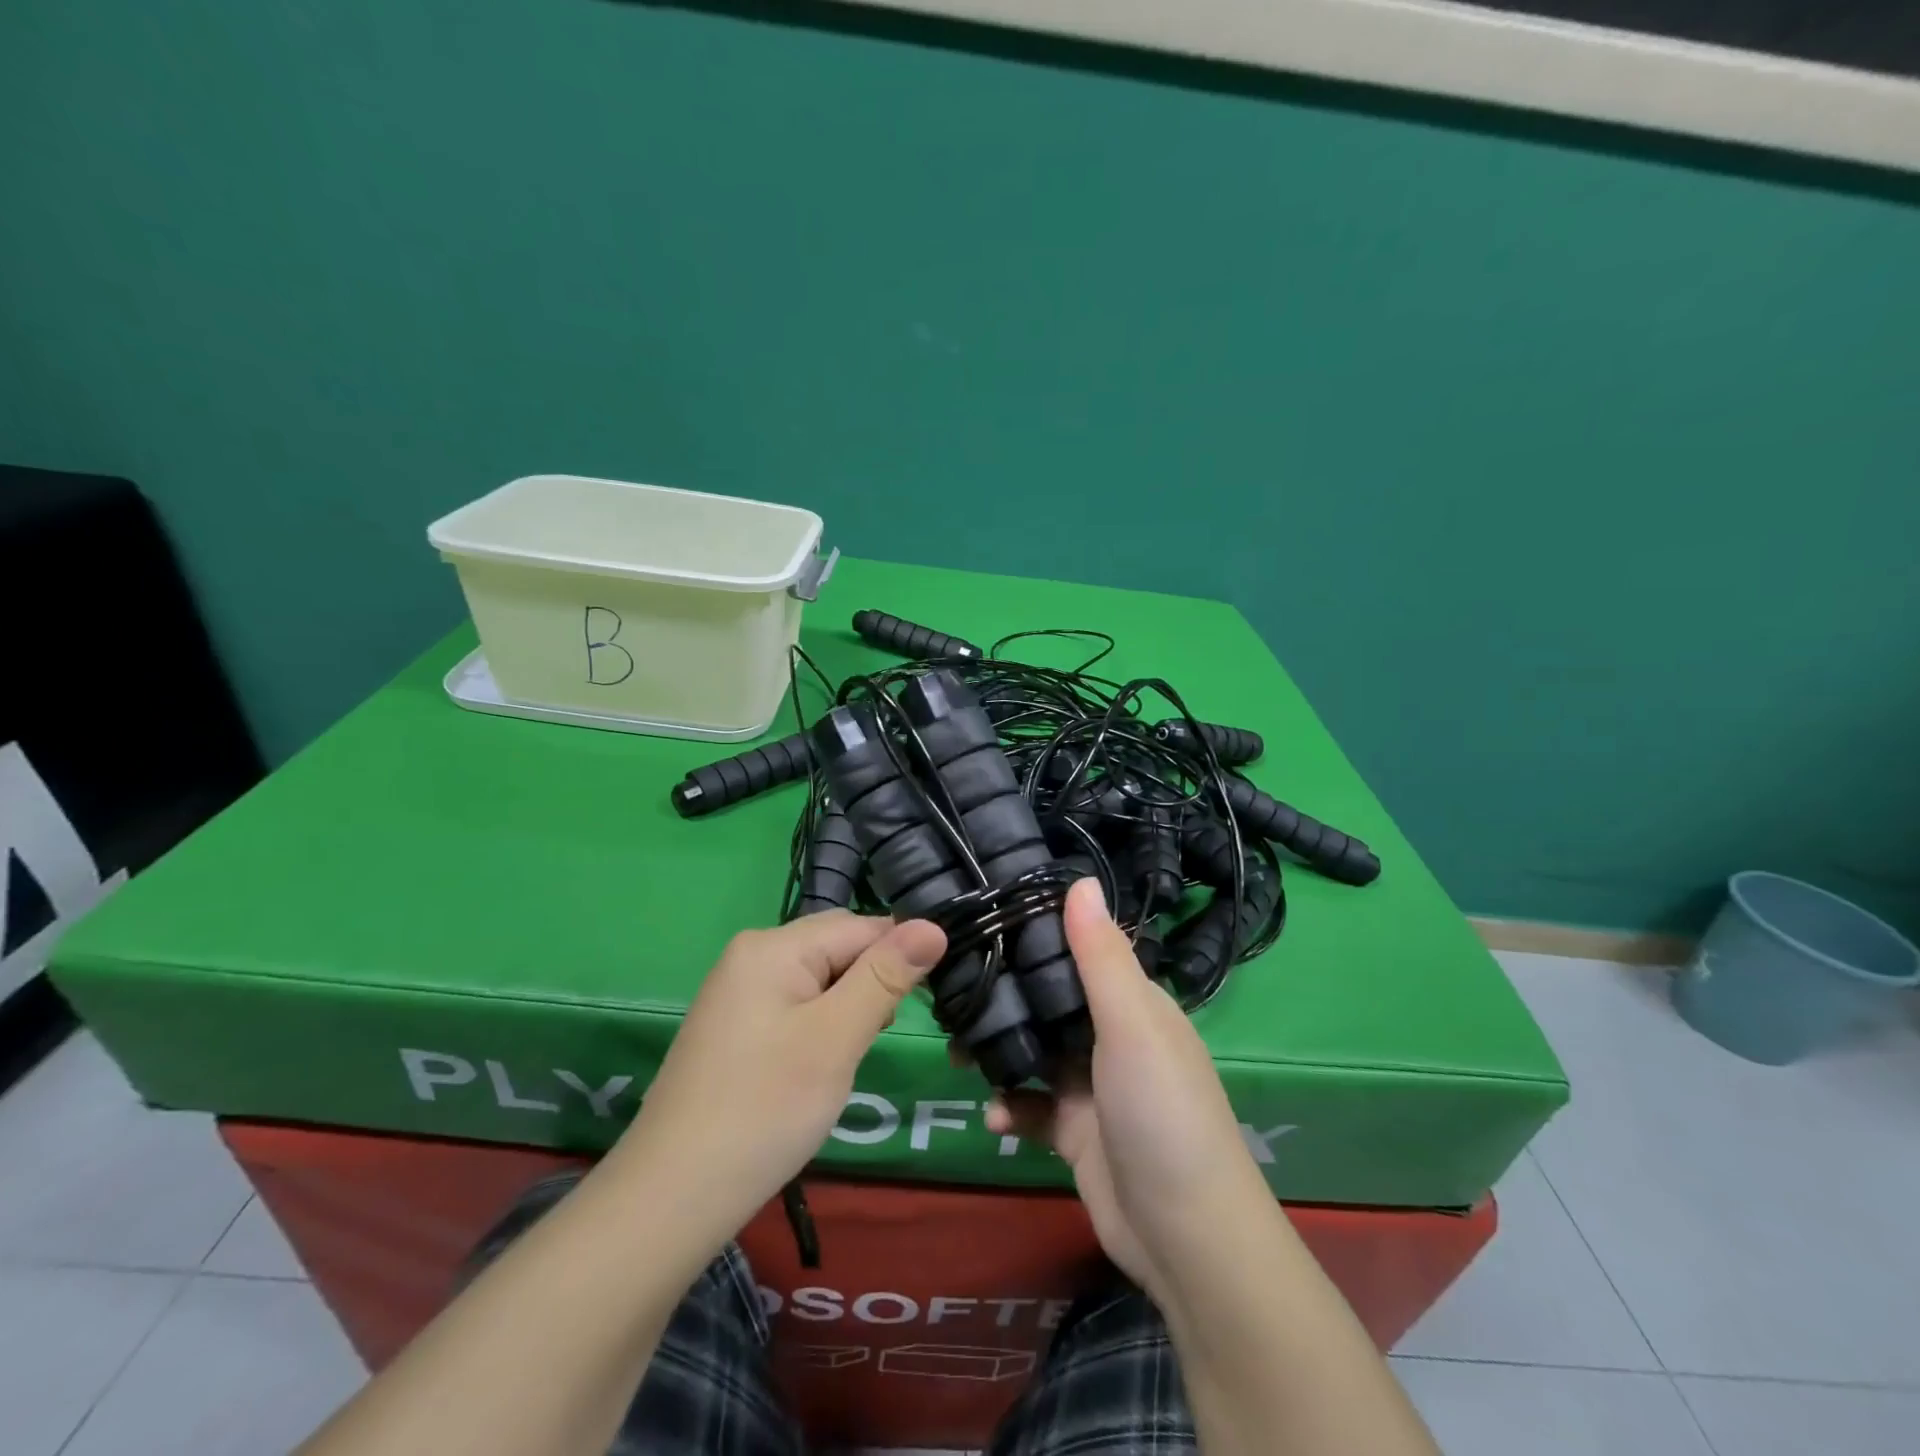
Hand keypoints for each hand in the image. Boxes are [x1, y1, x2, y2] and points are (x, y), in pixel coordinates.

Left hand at [611, 911, 944, 1250]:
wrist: (671, 1198)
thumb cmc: (764, 1109)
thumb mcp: (836, 1038)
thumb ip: (885, 977)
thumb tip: (933, 925)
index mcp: (773, 945)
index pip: (861, 927)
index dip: (901, 956)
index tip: (932, 998)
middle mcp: (752, 954)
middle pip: (838, 947)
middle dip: (873, 983)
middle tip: (883, 1035)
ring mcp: (739, 991)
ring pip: (820, 978)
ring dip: (850, 1006)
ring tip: (854, 1053)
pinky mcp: (736, 1026)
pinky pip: (796, 1004)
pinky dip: (823, 1025)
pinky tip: (823, 1063)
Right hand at [986, 878, 1274, 1304]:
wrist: (1185, 1237)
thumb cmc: (1161, 1111)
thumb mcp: (1132, 1024)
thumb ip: (1100, 956)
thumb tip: (1081, 878)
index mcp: (1132, 1001)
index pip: (1077, 950)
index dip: (1034, 934)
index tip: (981, 920)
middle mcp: (1111, 1035)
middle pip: (1048, 1000)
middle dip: (1003, 997)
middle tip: (950, 992)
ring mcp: (1091, 1085)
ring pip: (1033, 1051)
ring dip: (998, 1051)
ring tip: (957, 1053)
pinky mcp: (1074, 1131)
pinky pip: (1031, 1106)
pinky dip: (1010, 1107)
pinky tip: (995, 1118)